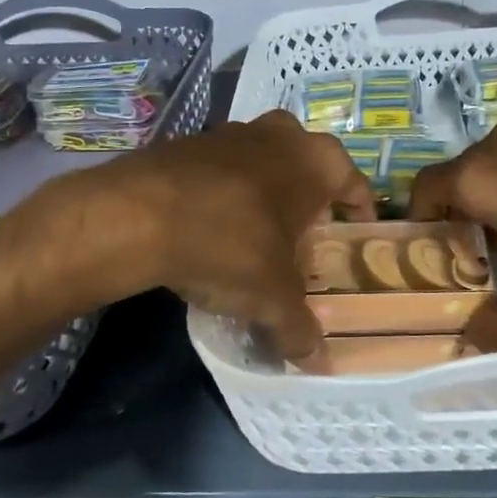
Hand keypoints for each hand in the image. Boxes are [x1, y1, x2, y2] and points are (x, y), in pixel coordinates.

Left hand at [78, 110, 375, 356]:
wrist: (138, 214)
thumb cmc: (230, 245)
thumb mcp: (272, 297)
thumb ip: (300, 329)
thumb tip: (319, 365)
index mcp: (318, 161)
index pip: (356, 185)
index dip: (358, 215)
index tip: (354, 237)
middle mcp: (282, 135)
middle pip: (310, 168)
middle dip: (310, 201)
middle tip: (304, 238)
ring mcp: (233, 132)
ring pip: (265, 163)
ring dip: (267, 193)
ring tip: (259, 236)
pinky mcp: (190, 141)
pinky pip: (224, 169)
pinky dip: (227, 193)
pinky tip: (213, 227)